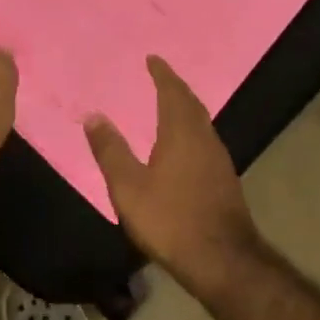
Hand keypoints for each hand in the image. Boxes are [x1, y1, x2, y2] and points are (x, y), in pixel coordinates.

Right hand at [84, 57, 261, 294]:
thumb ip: (111, 150)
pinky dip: (192, 129)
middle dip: (175, 87)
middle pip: (191, 103)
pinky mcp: (225, 180)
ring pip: (202, 122)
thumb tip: (93, 115)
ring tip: (170, 105)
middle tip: (161, 76)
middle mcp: (204, 138)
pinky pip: (206, 139)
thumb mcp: (129, 187)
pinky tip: (185, 145)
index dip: (162, 74)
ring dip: (186, 108)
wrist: (224, 261)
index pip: (172, 92)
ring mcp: (219, 160)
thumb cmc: (171, 219)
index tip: (153, 59)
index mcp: (181, 132)